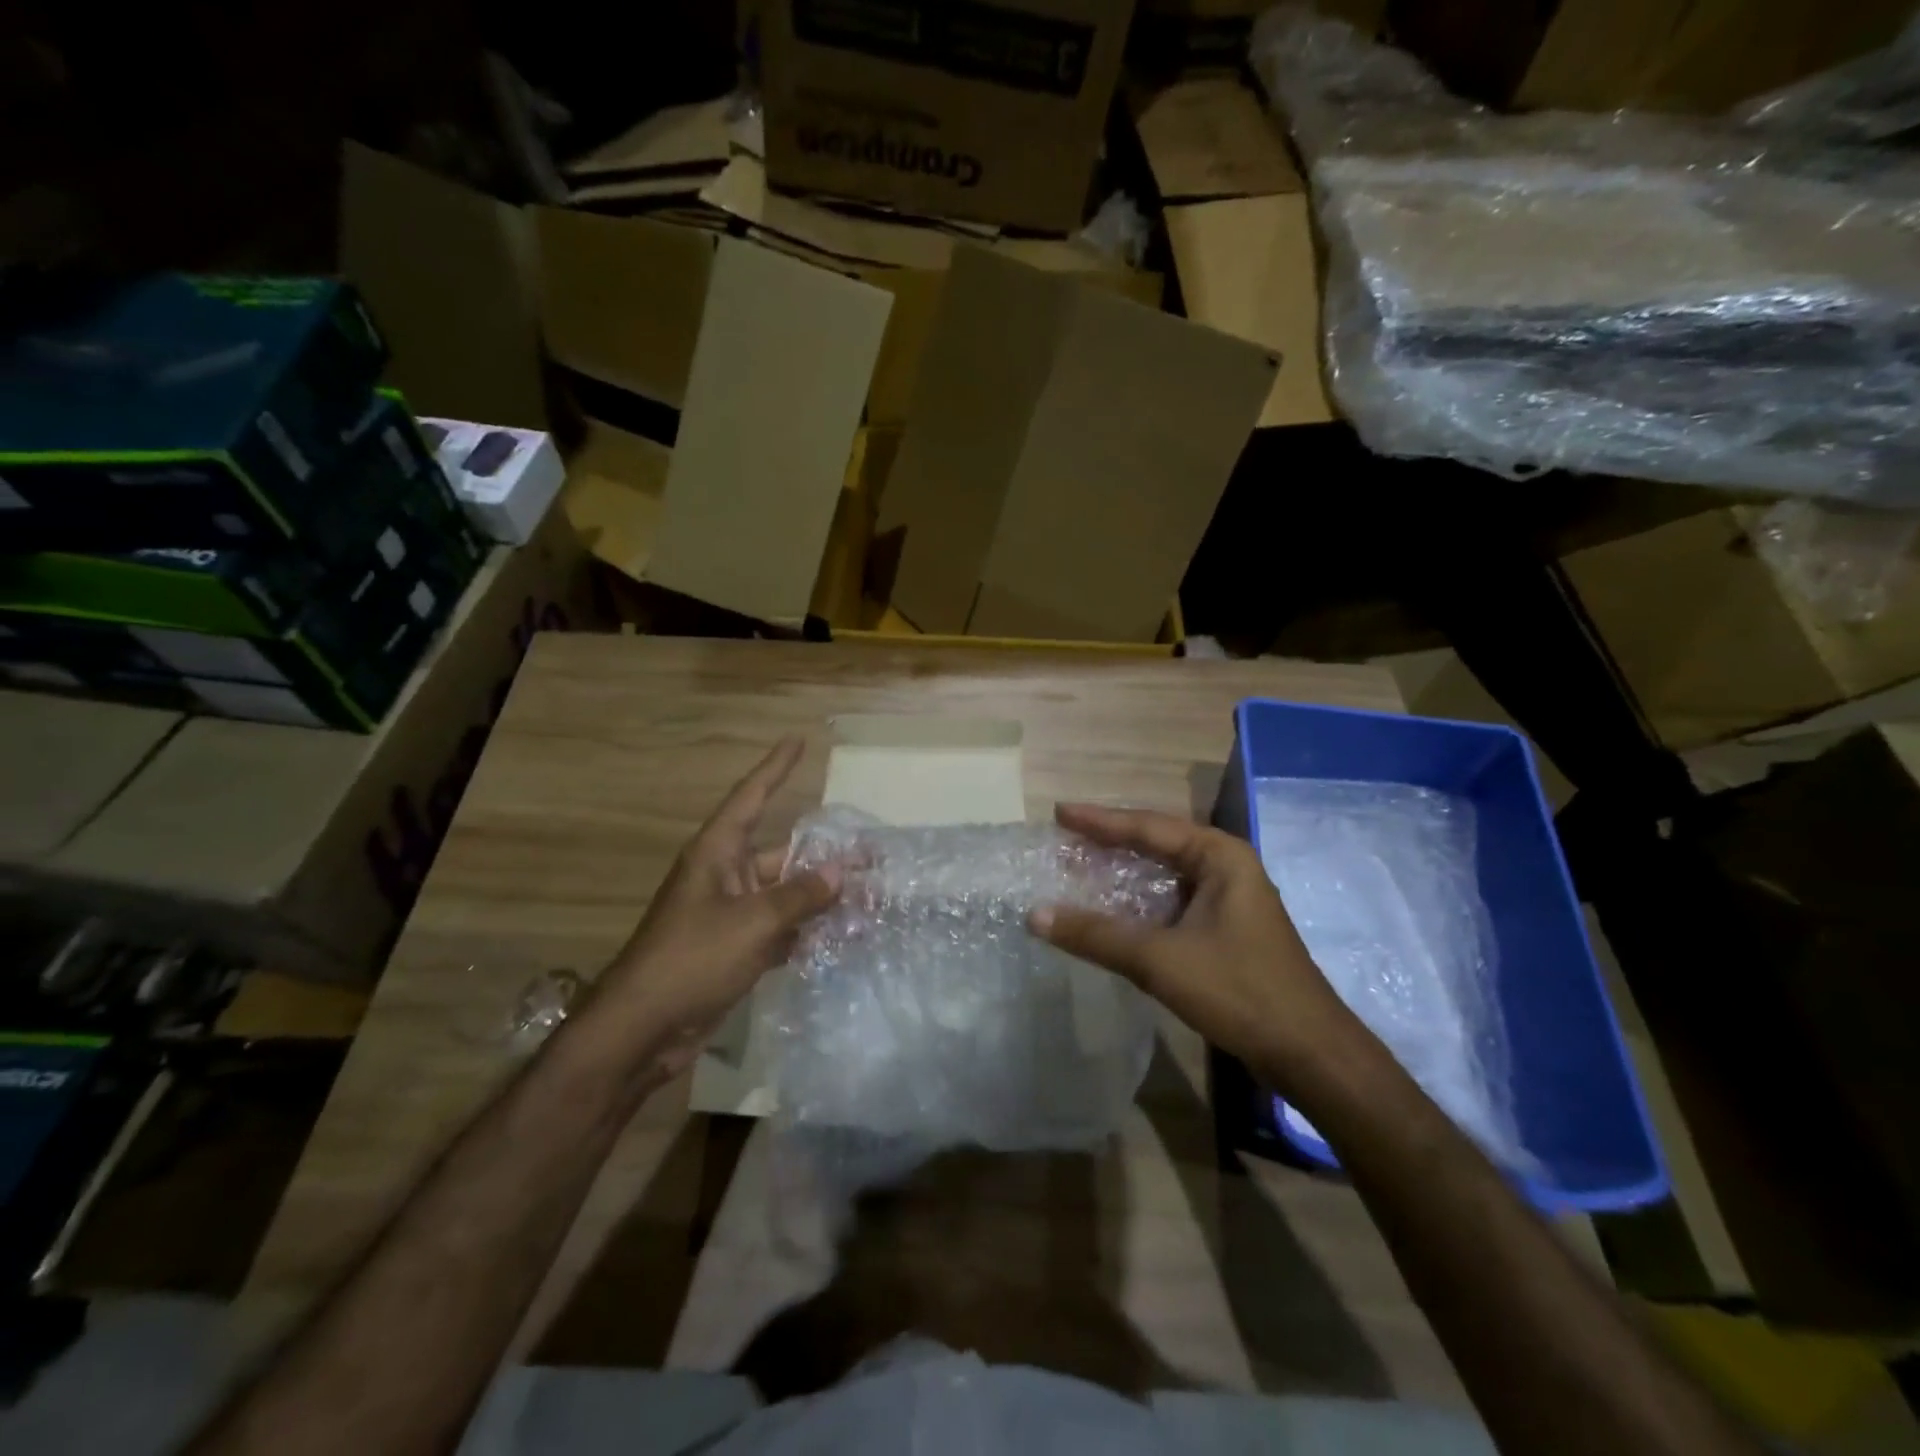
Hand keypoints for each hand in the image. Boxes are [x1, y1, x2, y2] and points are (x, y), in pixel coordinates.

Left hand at [587, 737, 838, 1079]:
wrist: (643, 1029)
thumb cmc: (692, 959)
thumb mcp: (753, 922)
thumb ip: (800, 896)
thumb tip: (841, 873)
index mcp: (717, 853)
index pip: (751, 797)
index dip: (775, 767)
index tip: (798, 740)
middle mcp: (725, 876)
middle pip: (782, 851)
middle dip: (824, 853)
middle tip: (871, 852)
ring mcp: (730, 914)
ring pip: (785, 894)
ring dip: (821, 897)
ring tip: (869, 896)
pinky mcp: (735, 949)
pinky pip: (780, 928)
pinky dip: (807, 931)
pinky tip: (841, 937)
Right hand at [1029, 803, 1358, 1090]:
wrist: (1309, 1053)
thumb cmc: (1238, 991)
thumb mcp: (1159, 960)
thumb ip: (1096, 935)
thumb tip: (1034, 915)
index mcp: (1219, 856)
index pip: (1148, 827)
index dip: (1100, 821)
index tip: (1059, 813)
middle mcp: (1227, 868)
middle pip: (1157, 844)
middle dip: (1110, 843)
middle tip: (1064, 840)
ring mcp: (1229, 900)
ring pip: (1165, 876)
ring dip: (1123, 875)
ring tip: (1079, 869)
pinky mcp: (1226, 930)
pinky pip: (1172, 902)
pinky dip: (1139, 903)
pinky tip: (1112, 912)